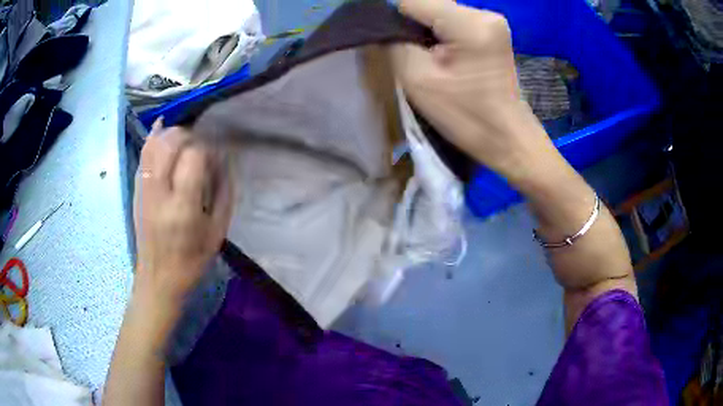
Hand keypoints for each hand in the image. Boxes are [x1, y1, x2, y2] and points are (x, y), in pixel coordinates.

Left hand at [133, 120, 232, 304]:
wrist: (158, 278)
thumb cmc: (192, 260)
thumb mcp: (217, 232)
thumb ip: (224, 192)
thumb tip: (224, 160)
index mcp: (183, 207)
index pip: (194, 157)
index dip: (208, 149)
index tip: (215, 156)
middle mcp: (159, 193)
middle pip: (171, 143)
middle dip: (189, 135)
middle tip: (201, 145)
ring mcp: (144, 189)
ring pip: (154, 144)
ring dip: (172, 134)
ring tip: (185, 139)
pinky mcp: (136, 190)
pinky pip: (143, 155)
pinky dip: (152, 137)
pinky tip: (162, 128)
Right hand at [391, 0, 553, 183]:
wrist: (507, 138)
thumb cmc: (466, 116)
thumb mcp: (418, 79)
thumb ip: (394, 42)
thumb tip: (385, 25)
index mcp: (469, 23)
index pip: (413, 1)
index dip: (394, 18)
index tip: (392, 43)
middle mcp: (485, 13)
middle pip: (429, 4)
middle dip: (412, 24)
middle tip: (412, 54)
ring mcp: (492, 20)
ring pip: (441, 11)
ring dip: (426, 30)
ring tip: (428, 57)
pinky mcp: (493, 31)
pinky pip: (455, 21)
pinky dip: (441, 33)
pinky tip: (443, 55)